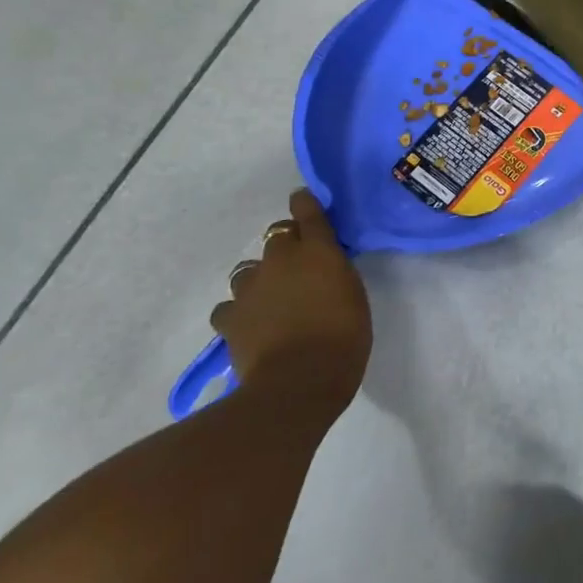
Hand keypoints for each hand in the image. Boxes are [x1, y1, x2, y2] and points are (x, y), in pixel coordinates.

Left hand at [212, 188, 370, 414]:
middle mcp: (281, 259)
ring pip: (249, 271)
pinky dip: (239, 312)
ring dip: (260, 280)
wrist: (299, 381)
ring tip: (271, 302)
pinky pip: (230, 306)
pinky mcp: (229, 317)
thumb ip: (335, 274)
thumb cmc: (344, 337)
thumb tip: (323, 271)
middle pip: (276, 237)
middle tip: (298, 269)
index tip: (303, 201)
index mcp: (318, 250)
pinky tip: (249, 327)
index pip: (308, 212)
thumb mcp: (353, 296)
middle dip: (285, 247)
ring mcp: (250, 287)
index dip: (304, 205)